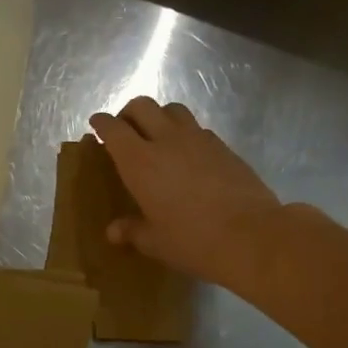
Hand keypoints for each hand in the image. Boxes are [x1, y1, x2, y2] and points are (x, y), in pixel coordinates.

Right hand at [89, 97, 282, 287]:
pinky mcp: (223, 146)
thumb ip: (132, 231)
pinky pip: (197, 128)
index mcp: (140, 162)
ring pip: (172, 110)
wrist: (251, 235)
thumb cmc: (192, 241)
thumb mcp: (155, 242)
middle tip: (125, 131)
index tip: (96, 125)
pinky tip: (188, 155)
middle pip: (142, 106)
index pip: (113, 129)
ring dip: (159, 116)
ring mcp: (198, 139)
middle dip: (128, 113)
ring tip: (157, 137)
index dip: (102, 123)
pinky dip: (185, 133)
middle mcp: (166, 140)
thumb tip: (113, 232)